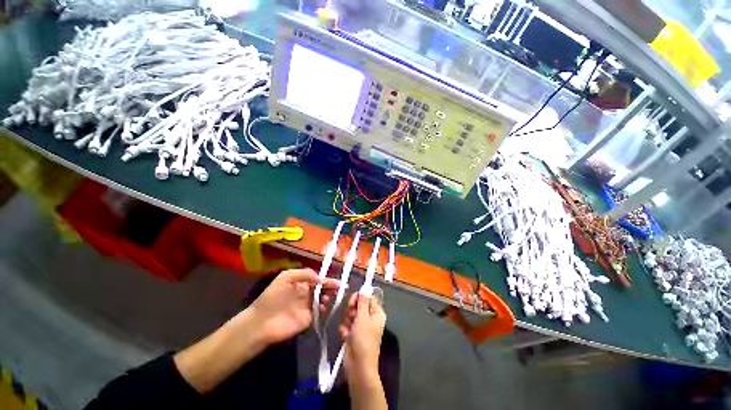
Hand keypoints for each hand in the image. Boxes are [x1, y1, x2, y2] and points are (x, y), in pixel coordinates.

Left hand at [249, 269, 338, 344]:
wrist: (261, 323)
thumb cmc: (272, 297)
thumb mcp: (285, 277)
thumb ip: (304, 274)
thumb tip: (321, 279)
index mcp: (301, 283)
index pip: (318, 279)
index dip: (327, 279)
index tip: (337, 281)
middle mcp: (306, 293)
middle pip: (323, 288)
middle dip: (331, 287)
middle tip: (340, 287)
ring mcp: (308, 306)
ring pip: (323, 298)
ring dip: (329, 296)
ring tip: (329, 296)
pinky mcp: (308, 318)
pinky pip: (320, 311)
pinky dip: (325, 307)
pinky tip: (324, 305)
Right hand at [339, 293, 385, 383]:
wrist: (358, 366)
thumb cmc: (363, 339)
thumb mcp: (363, 317)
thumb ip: (362, 302)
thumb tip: (364, 289)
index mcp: (377, 313)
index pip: (368, 297)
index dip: (359, 298)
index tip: (352, 302)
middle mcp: (370, 318)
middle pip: (358, 305)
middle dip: (351, 310)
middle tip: (350, 316)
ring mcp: (361, 326)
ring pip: (351, 314)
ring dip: (347, 320)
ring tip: (348, 328)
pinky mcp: (353, 334)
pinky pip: (347, 325)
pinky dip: (345, 330)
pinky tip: (345, 336)